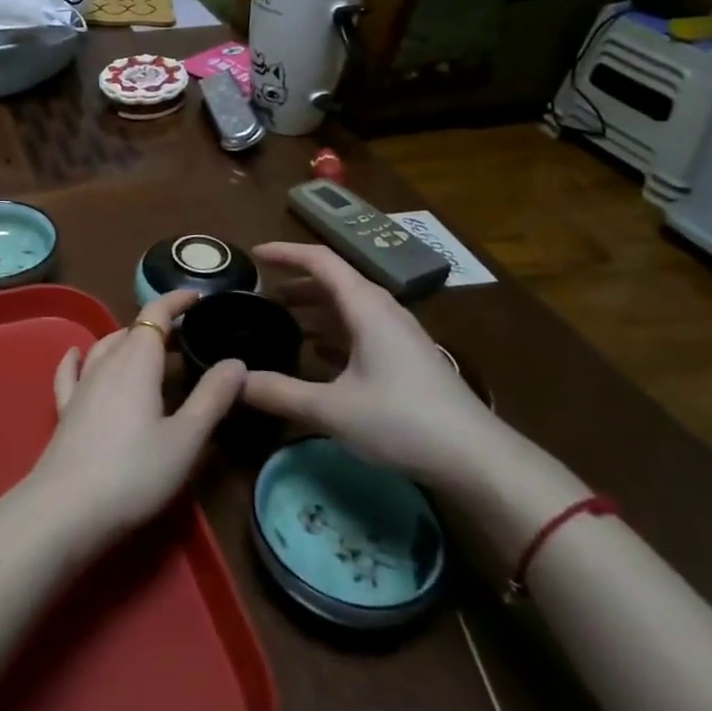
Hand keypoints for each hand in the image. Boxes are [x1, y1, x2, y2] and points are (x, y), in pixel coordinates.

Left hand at [26, 290, 245, 552]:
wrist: (67, 509)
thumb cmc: (135, 472)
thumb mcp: (185, 439)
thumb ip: (211, 398)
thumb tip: (236, 361)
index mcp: (137, 361)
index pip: (156, 315)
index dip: (177, 301)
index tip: (199, 297)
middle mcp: (106, 363)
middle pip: (133, 331)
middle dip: (159, 326)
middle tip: (187, 336)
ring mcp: (81, 386)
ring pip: (105, 347)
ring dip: (128, 340)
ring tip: (149, 348)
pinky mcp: (65, 410)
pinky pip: (70, 372)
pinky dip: (78, 358)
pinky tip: (75, 354)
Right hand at [242, 242, 500, 485]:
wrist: (478, 458)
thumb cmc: (402, 421)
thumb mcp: (332, 409)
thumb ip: (279, 392)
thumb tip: (233, 380)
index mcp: (365, 306)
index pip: (319, 260)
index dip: (285, 252)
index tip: (254, 253)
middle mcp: (382, 310)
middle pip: (334, 281)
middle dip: (295, 282)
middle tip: (261, 294)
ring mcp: (399, 334)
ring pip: (348, 307)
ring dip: (314, 308)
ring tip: (282, 320)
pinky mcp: (407, 358)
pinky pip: (361, 329)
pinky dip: (333, 332)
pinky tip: (317, 355)